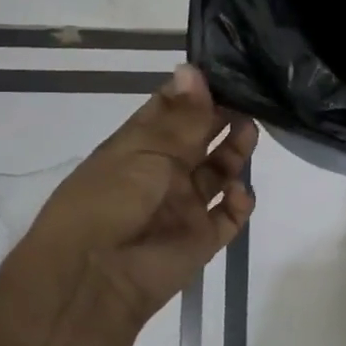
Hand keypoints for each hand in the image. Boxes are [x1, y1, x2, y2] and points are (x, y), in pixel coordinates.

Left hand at [30, 65, 256, 331]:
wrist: (95, 278)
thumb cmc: (111, 200)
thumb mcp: (145, 149)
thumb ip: (181, 115)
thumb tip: (193, 68)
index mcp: (138, 146)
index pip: (171, 110)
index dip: (196, 92)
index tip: (226, 71)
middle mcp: (162, 173)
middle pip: (200, 139)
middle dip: (223, 118)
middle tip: (250, 99)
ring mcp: (183, 206)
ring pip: (219, 173)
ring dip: (236, 152)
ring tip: (249, 133)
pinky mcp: (201, 239)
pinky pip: (229, 216)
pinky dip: (240, 202)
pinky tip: (239, 191)